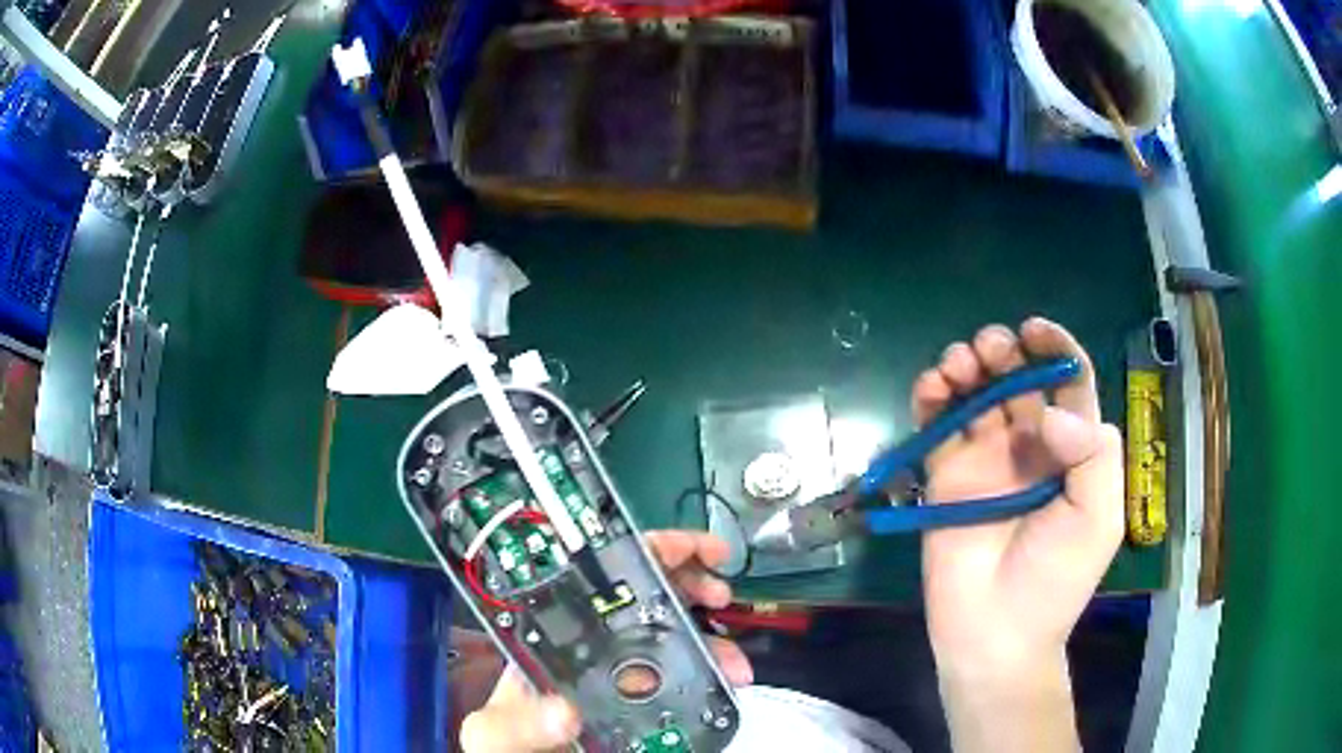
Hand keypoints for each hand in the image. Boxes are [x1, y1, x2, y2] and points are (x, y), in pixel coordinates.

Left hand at [459, 531, 752, 751]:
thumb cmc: (504, 746)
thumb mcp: (497, 733)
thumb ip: (516, 723)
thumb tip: (565, 712)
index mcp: (555, 641)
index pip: (600, 582)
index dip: (649, 556)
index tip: (694, 553)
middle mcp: (592, 650)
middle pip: (647, 601)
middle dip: (691, 586)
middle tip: (720, 594)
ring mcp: (622, 676)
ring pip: (674, 638)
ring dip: (711, 638)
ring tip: (734, 659)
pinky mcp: (644, 703)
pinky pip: (685, 677)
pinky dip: (711, 670)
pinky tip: (727, 679)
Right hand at [914, 318, 1122, 667]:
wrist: (995, 635)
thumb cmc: (1056, 580)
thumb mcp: (1098, 518)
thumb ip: (1092, 455)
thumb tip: (1051, 413)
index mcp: (1071, 449)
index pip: (1069, 382)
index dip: (1056, 348)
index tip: (1034, 330)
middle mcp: (1030, 445)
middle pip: (1017, 378)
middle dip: (1003, 352)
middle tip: (988, 349)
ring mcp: (985, 460)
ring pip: (975, 394)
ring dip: (964, 366)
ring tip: (956, 365)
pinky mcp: (945, 477)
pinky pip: (937, 426)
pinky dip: (931, 398)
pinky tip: (930, 389)